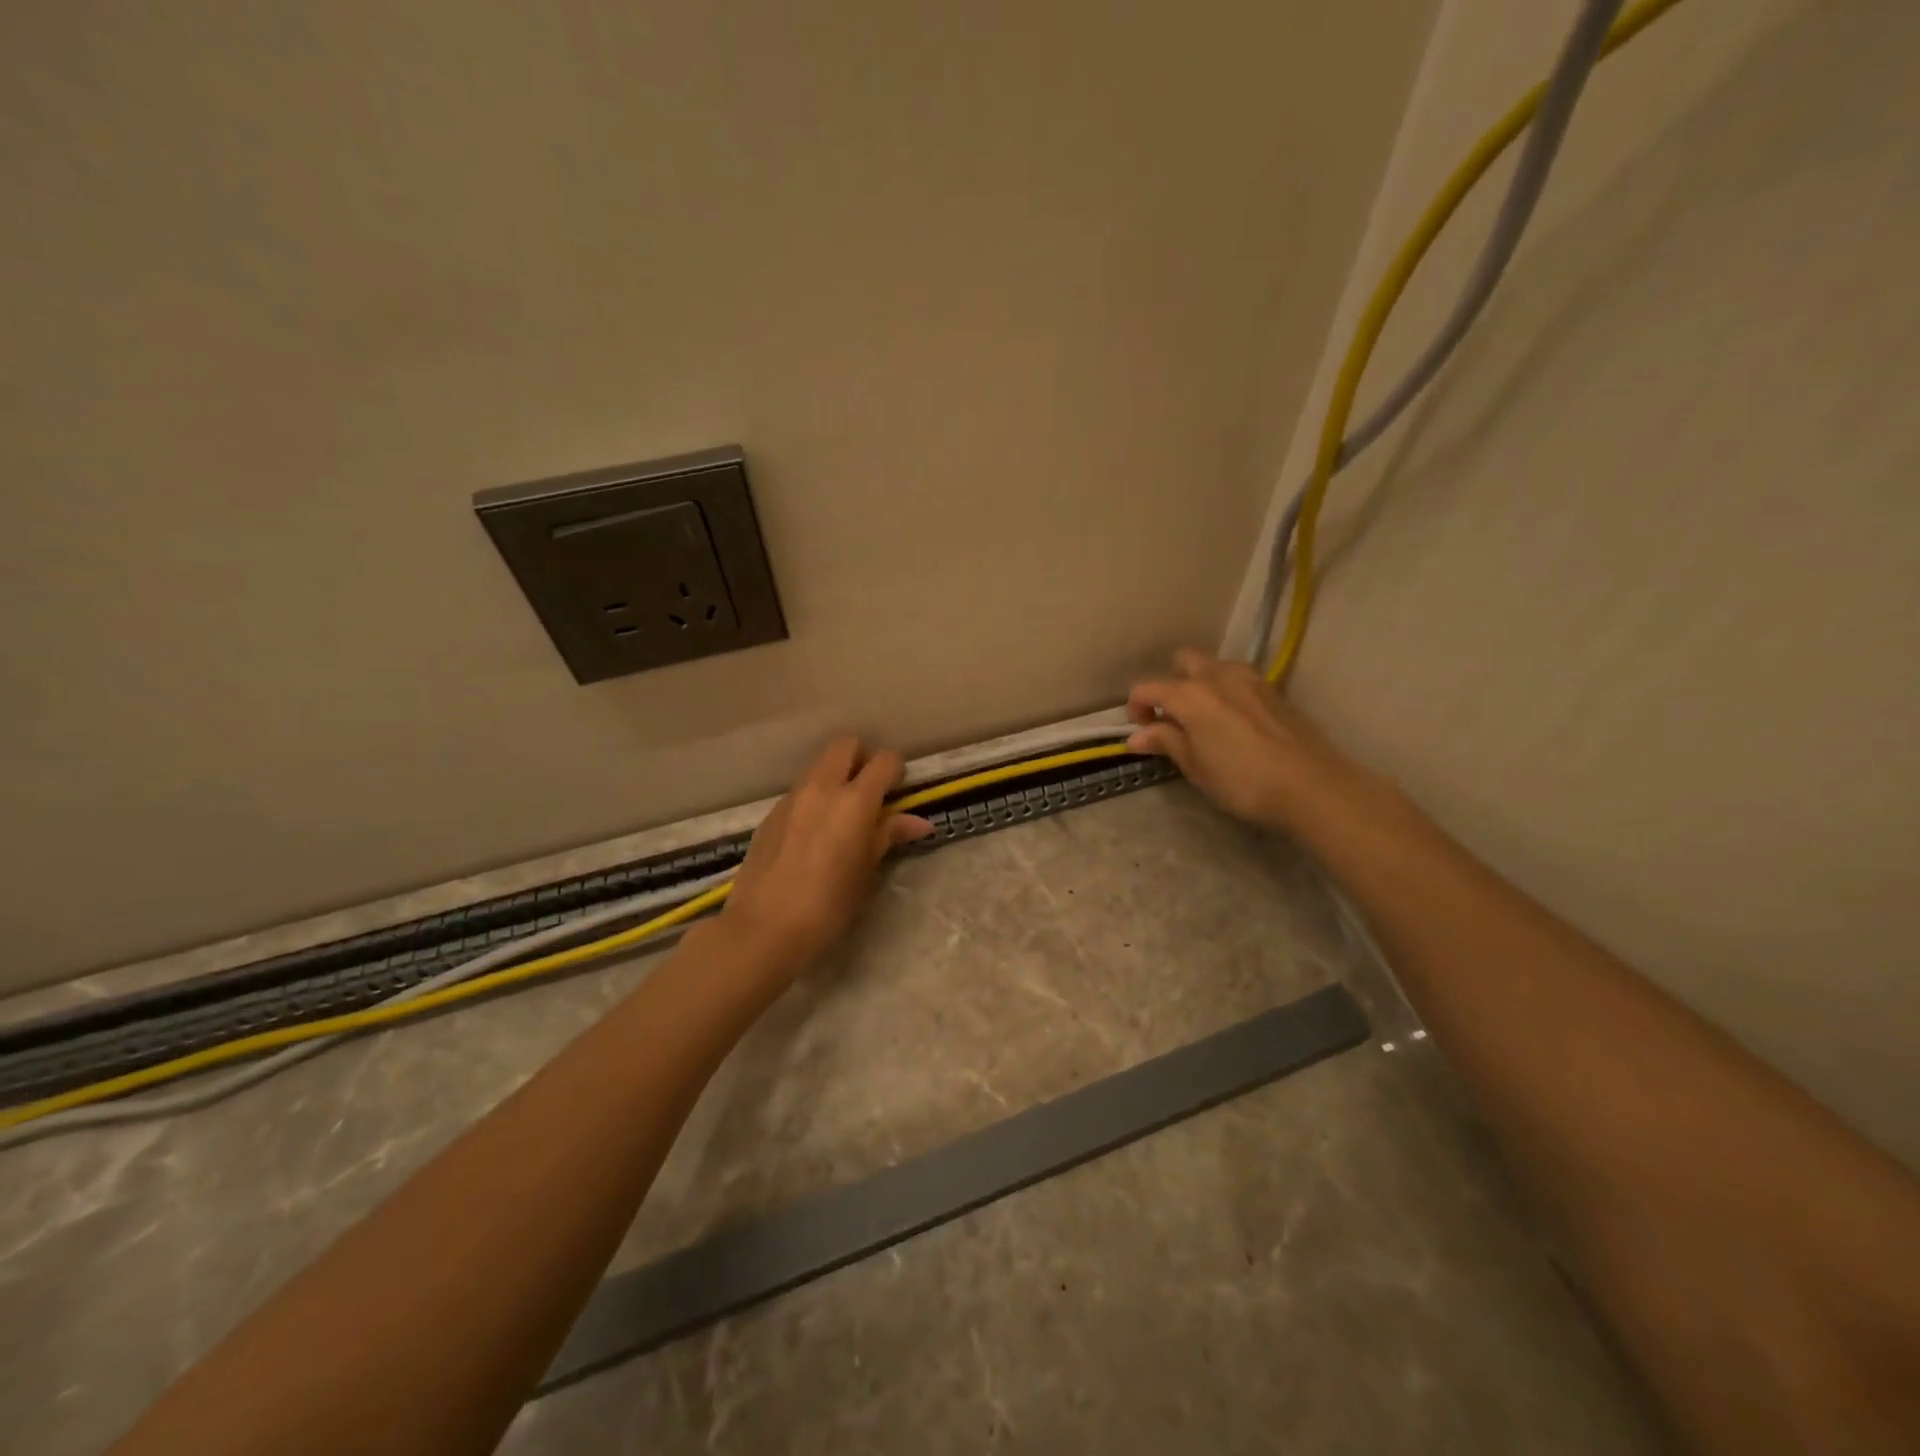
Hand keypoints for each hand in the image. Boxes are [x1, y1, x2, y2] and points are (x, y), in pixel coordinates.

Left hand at [715, 736, 932, 977]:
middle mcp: (822, 788)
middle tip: (871, 791)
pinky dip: (814, 799)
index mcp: (854, 801)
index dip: (896, 771)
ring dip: (836, 778)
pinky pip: (800, 792)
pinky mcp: (770, 815)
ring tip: (842, 816)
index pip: (884, 761)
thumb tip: (919, 822)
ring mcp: (791, 799)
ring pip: (819, 767)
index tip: (899, 791)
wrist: (763, 929)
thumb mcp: (866, 873)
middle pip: (845, 745)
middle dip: (862, 758)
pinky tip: (814, 835)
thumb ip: (889, 836)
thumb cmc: (828, 906)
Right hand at [1127, 648, 1358, 832]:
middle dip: (1169, 683)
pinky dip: (1225, 692)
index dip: (1135, 708)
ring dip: (1200, 684)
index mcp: (1189, 694)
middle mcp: (1216, 675)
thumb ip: (1166, 742)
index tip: (1140, 732)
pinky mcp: (1273, 690)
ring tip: (1203, 719)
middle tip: (1171, 717)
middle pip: (1182, 662)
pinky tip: (1232, 722)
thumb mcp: (1195, 766)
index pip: (1146, 687)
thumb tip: (1137, 736)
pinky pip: (1238, 679)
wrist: (1311, 785)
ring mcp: (1249, 679)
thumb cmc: (1242, 780)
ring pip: (1213, 666)